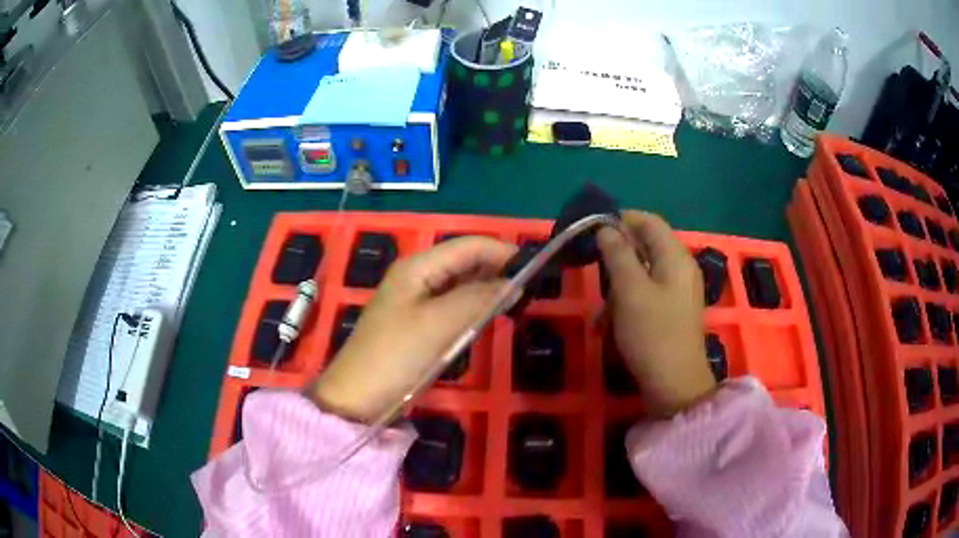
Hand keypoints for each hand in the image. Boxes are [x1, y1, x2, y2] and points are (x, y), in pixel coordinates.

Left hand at [308, 236, 516, 422]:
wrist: (358, 397)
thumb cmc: (396, 356)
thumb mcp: (439, 324)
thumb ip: (478, 299)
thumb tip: (514, 283)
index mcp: (417, 266)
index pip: (468, 246)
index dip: (501, 252)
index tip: (537, 268)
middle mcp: (417, 276)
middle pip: (464, 262)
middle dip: (496, 270)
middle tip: (530, 290)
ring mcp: (416, 301)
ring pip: (460, 285)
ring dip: (487, 290)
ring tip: (516, 303)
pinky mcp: (418, 324)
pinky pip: (453, 307)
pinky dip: (473, 309)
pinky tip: (488, 318)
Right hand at [597, 210, 715, 416]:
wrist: (674, 385)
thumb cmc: (652, 334)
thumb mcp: (629, 291)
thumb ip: (618, 254)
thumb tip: (606, 228)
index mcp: (675, 257)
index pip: (648, 221)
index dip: (621, 219)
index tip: (592, 230)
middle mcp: (680, 268)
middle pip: (646, 246)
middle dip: (617, 256)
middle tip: (594, 271)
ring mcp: (678, 290)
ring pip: (643, 271)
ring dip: (619, 283)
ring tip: (602, 309)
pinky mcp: (672, 310)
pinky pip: (646, 292)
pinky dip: (627, 300)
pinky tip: (611, 322)